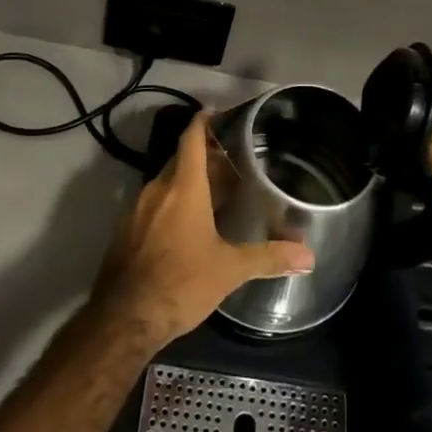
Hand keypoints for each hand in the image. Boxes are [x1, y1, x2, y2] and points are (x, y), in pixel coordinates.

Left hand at [93, 111, 314, 349]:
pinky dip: (171, 204)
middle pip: (180, 160)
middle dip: (203, 156)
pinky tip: (186, 226)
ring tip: (213, 193)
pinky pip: (152, 205)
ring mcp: (135, 210)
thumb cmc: (180, 283)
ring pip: (165, 183)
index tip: (215, 112)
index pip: (191, 140)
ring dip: (187, 182)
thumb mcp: (229, 269)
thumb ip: (268, 257)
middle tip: (229, 161)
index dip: (202, 123)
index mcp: (182, 187)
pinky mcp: (125, 232)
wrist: (123, 319)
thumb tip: (308, 256)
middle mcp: (156, 190)